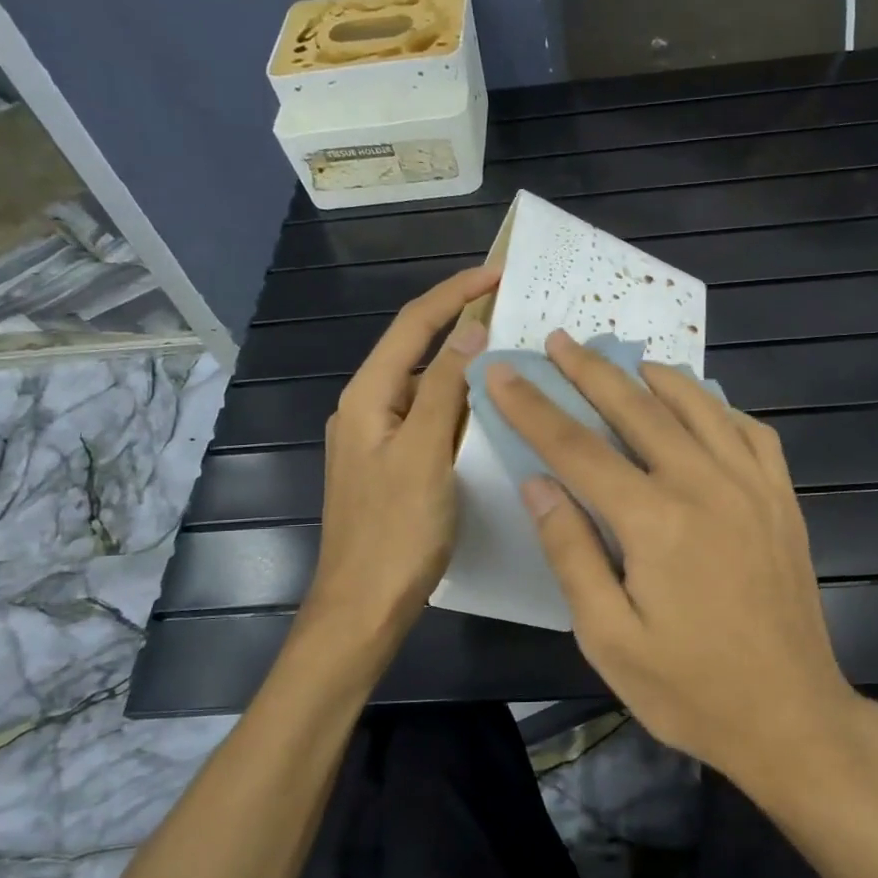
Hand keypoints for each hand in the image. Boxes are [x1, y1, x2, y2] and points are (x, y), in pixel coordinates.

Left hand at [303, 264, 499, 648]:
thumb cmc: (396, 531)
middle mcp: (367, 409)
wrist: (364, 606)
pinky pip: (429, 421)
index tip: (499, 271)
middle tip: (513, 314)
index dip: (455, 293)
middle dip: (461, 326)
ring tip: (511, 359)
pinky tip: (489, 416)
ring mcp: (378, 440)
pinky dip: (459, 408)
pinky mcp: (392, 467)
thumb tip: (470, 330)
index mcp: (367, 396)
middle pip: (416, 352)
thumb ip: (446, 389)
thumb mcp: (425, 453)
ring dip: (463, 370)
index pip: (413, 325)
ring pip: (425, 389)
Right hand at [485, 329, 860, 782]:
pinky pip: (752, 432)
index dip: (534, 408)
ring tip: (627, 362)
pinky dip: (720, 408)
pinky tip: (702, 408)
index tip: (502, 373)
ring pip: (699, 407)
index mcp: (655, 521)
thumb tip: (538, 484)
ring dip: (656, 378)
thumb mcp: (609, 638)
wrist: (791, 717)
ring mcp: (753, 487)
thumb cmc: (690, 689)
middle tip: (561, 340)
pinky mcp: (784, 501)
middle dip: (591, 372)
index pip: (578, 448)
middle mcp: (706, 485)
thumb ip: (571, 553)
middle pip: (638, 410)